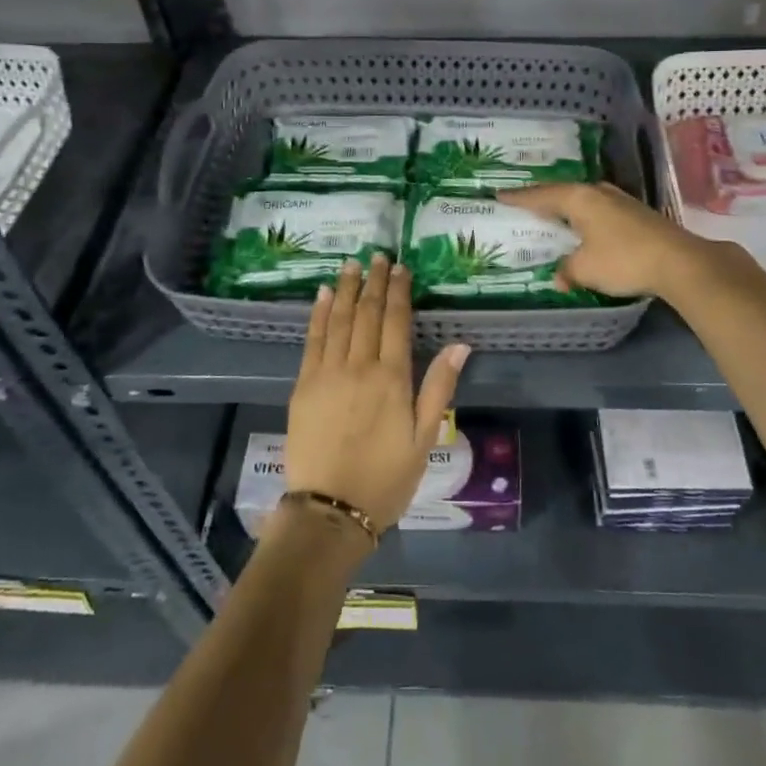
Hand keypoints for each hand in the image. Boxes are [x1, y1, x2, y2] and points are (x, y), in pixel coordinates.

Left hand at [285, 253, 467, 533]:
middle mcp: (359, 366)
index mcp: (392, 378)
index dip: (398, 291)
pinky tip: (325, 295)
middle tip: (378, 255)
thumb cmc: (386, 478)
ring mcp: (327, 373)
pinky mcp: (304, 385)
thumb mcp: (425, 438)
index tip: (401, 267)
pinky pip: (313, 339)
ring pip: (339, 319)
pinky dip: (320, 314)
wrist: (330, 510)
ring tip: (352, 264)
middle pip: (367, 313)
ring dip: (347, 289)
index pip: (396, 321)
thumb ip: (439, 388)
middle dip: (374, 282)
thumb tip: (460, 345)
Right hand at [498, 182, 709, 298]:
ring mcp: (620, 200)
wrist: (679, 262)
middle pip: (563, 192)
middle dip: (543, 199)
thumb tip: (559, 277)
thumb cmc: (623, 259)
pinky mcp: (636, 213)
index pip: (540, 195)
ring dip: (567, 207)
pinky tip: (584, 227)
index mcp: (579, 198)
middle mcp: (598, 192)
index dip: (519, 198)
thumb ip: (567, 270)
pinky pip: (598, 210)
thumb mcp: (586, 269)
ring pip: (583, 200)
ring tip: (552, 214)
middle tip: (524, 204)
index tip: (499, 195)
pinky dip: (585, 217)